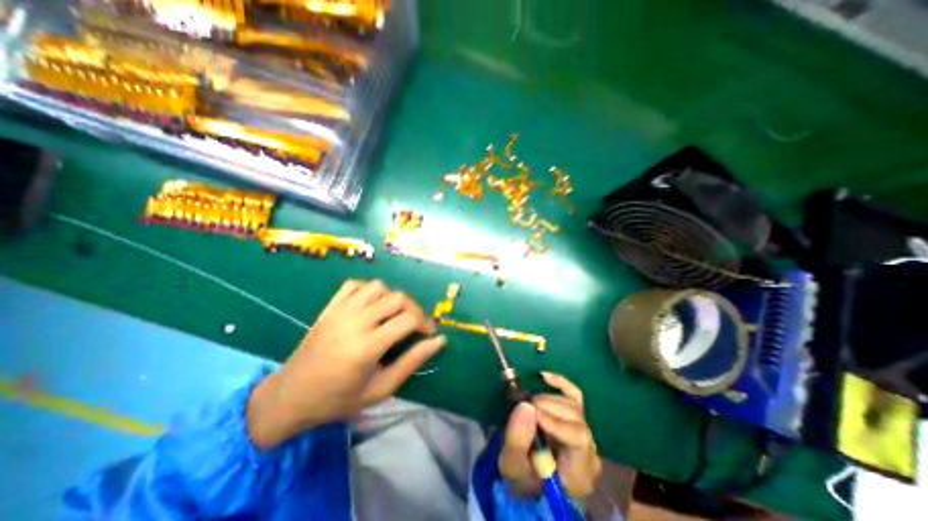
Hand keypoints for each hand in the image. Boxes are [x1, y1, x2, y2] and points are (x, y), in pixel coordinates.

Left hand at [246, 281, 446, 446]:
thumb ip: (412, 362)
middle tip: (415, 324)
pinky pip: (354, 285)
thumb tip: (439, 341)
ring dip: (392, 297)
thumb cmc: (338, 400)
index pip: (408, 320)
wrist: (289, 398)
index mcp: (367, 347)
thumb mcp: (381, 389)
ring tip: (393, 314)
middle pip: (397, 298)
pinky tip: (372, 304)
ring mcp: (339, 312)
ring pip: (378, 286)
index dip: (425, 323)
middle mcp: (354, 323)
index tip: (429, 334)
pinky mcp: (329, 308)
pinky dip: (369, 289)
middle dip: (414, 308)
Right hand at [500, 373, 601, 498]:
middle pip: (575, 418)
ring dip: (547, 399)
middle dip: (546, 407)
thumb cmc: (522, 477)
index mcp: (579, 471)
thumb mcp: (512, 466)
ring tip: (527, 403)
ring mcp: (584, 429)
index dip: (556, 422)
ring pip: (572, 404)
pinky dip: (560, 382)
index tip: (533, 414)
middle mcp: (589, 449)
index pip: (579, 439)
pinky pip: (574, 394)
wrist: (528, 476)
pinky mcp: (576, 415)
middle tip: (523, 406)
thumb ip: (517, 440)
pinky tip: (544, 376)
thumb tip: (526, 405)